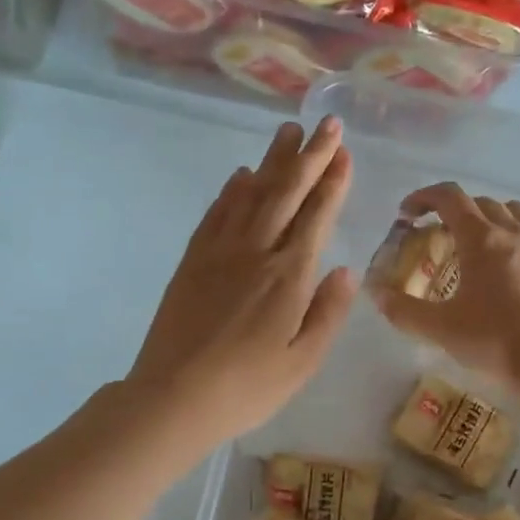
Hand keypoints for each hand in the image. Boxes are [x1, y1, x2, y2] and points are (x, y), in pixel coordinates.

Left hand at [128, 118, 357, 451]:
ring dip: (271, 161)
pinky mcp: (191, 262)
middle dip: (309, 156)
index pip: (316, 216)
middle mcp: (255, 252)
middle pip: (285, 193)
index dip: (332, 181)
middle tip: (325, 123)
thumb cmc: (247, 387)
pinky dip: (231, 191)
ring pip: (250, 194)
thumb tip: (345, 270)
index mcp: (289, 276)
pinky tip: (240, 175)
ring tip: (286, 132)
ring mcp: (218, 253)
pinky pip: (215, 214)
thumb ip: (327, 313)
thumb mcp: (303, 362)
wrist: (174, 397)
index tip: (343, 151)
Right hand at [371, 183, 519, 397]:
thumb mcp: (440, 328)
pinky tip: (507, 268)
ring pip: (513, 213)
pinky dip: (514, 239)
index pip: (450, 198)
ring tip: (475, 245)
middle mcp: (512, 233)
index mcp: (481, 239)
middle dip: (453, 212)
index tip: (407, 215)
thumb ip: (403, 310)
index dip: (423, 198)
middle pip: (480, 203)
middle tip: (436, 236)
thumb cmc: (494, 341)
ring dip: (488, 218)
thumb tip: (377, 294)